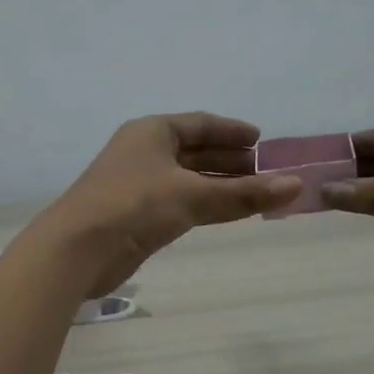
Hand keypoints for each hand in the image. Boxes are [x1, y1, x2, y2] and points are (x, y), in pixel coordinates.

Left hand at [40, 113, 300, 296]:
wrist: (77, 250)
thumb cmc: (133, 206)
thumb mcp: (192, 196)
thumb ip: (243, 193)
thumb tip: (296, 186)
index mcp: (152, 132)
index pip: (200, 124)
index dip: (231, 131)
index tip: (261, 140)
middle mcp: (144, 152)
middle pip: (195, 151)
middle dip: (229, 160)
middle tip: (266, 171)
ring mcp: (138, 185)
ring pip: (188, 179)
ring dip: (219, 185)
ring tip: (254, 193)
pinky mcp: (136, 216)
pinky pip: (179, 202)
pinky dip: (204, 204)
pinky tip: (223, 213)